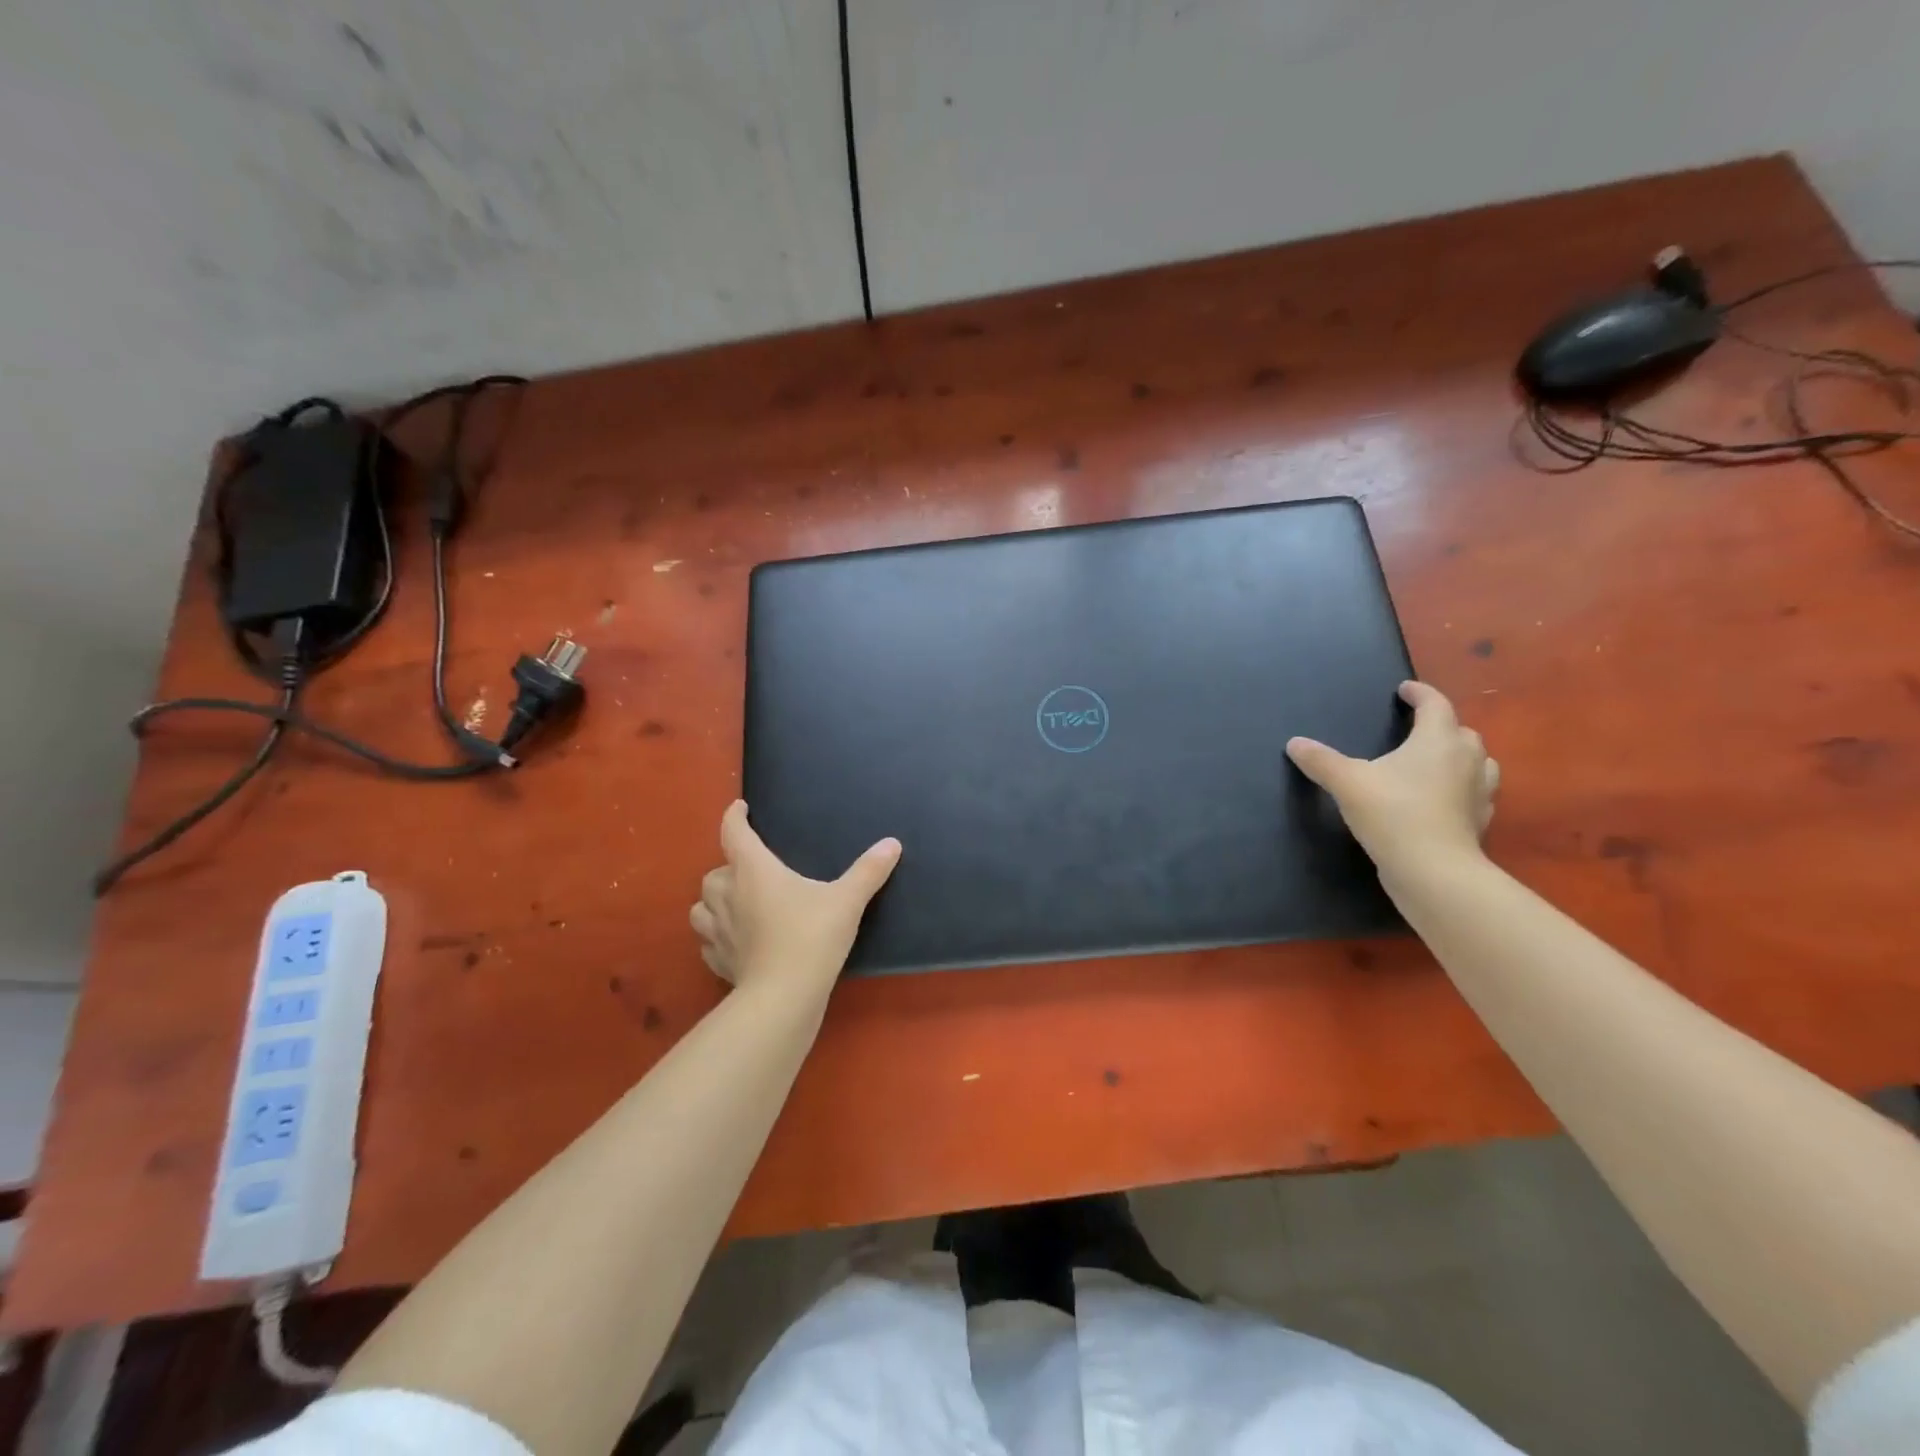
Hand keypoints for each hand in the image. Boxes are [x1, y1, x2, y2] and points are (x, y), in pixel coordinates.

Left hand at [690, 800, 900, 994]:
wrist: (784, 996)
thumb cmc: (812, 936)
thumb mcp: (847, 900)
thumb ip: (868, 871)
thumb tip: (892, 844)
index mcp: (753, 870)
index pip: (733, 832)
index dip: (734, 816)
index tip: (740, 809)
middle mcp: (727, 895)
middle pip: (715, 871)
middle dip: (729, 866)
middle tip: (751, 869)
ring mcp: (718, 931)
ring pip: (702, 907)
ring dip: (714, 901)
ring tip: (735, 903)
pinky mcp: (718, 961)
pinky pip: (709, 942)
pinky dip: (718, 936)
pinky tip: (736, 941)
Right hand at [1286, 681, 1497, 875]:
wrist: (1433, 870)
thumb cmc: (1392, 813)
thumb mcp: (1347, 782)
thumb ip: (1321, 761)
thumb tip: (1295, 743)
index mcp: (1438, 741)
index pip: (1435, 704)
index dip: (1420, 693)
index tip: (1404, 689)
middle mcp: (1467, 760)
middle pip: (1461, 731)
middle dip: (1441, 725)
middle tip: (1417, 728)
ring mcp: (1479, 792)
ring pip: (1479, 762)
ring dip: (1460, 756)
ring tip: (1437, 761)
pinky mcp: (1479, 821)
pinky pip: (1476, 793)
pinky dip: (1461, 788)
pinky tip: (1444, 799)